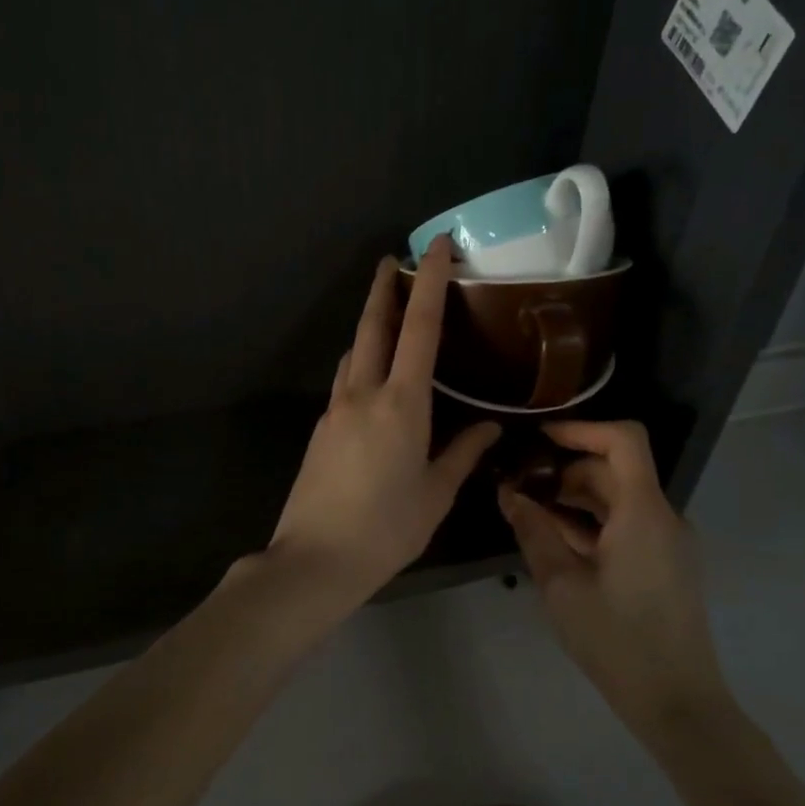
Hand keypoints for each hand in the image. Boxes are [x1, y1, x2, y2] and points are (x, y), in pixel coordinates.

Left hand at [266, 236, 500, 608]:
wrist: (314, 560)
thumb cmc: (386, 529)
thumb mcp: (436, 493)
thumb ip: (463, 453)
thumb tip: (490, 427)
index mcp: (402, 404)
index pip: (419, 327)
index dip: (429, 281)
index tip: (434, 246)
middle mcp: (364, 394)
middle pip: (373, 326)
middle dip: (383, 288)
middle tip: (391, 259)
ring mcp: (336, 410)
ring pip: (354, 352)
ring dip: (369, 325)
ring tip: (387, 315)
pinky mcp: (321, 430)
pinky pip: (345, 382)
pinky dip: (361, 364)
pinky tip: (373, 380)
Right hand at [498, 420, 728, 722]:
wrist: (676, 702)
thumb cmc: (615, 640)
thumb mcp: (561, 584)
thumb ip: (533, 531)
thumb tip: (508, 493)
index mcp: (644, 513)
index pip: (624, 440)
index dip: (582, 429)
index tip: (539, 439)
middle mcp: (664, 517)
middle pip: (616, 470)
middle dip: (566, 470)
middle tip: (520, 487)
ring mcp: (668, 542)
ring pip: (620, 499)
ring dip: (576, 498)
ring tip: (531, 515)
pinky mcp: (666, 564)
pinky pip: (628, 525)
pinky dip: (593, 523)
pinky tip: (557, 543)